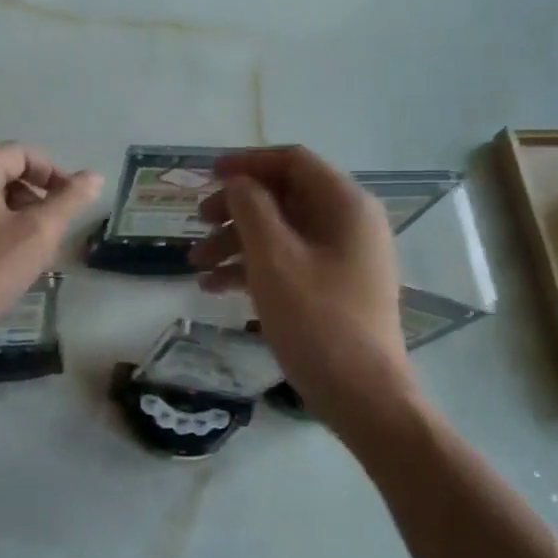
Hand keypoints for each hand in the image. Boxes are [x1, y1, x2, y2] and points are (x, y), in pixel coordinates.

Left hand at [0, 143, 102, 361]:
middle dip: (37, 202)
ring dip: (20, 224)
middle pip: (5, 177)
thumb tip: (93, 176)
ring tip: (35, 258)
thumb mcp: (36, 235)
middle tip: (55, 236)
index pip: (22, 154)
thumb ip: (68, 201)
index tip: (73, 205)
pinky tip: (7, 271)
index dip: (54, 174)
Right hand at [189, 146, 414, 423]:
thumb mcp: (273, 258)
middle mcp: (349, 222)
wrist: (362, 395)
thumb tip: (237, 182)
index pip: (292, 161)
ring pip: (281, 232)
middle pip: (284, 196)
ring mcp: (343, 256)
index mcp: (344, 204)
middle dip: (234, 208)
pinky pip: (288, 261)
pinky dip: (252, 268)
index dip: (246, 163)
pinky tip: (215, 288)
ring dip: (236, 242)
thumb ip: (250, 209)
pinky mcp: (334, 286)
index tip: (205, 176)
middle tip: (196, 223)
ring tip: (195, 265)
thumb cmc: (316, 320)